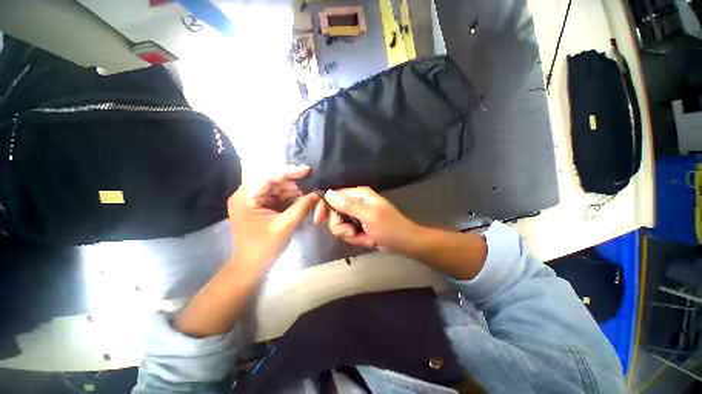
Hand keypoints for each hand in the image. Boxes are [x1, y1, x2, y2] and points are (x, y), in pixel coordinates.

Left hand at [228, 165, 317, 272]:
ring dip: (293, 191)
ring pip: (276, 188)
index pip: (269, 176)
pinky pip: (276, 197)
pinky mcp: (258, 206)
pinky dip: (289, 198)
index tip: (308, 170)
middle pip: (272, 181)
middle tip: (311, 186)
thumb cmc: (265, 247)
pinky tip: (301, 201)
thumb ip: (302, 206)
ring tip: (309, 195)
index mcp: (245, 197)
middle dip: (293, 184)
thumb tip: (318, 194)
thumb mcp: (286, 225)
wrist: (251, 267)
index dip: (290, 172)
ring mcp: (251, 200)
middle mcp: (245, 194)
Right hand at [313, 187, 421, 254]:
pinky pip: (348, 232)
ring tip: (363, 238)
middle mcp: (356, 202)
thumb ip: (348, 205)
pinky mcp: (359, 226)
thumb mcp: (369, 216)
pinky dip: (355, 239)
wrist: (404, 243)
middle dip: (341, 226)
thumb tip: (328, 193)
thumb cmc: (390, 227)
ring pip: (340, 224)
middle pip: (334, 212)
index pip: (334, 195)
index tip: (319, 221)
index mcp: (359, 195)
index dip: (324, 207)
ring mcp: (357, 215)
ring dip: (349, 234)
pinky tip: (367, 240)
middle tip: (352, 233)